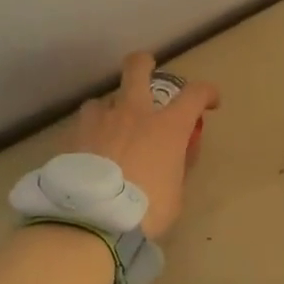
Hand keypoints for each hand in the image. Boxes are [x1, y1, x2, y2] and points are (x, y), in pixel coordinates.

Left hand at [70, 52, 218, 238]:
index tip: (210, 102)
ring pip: (103, 99)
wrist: (92, 219)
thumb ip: (177, 166)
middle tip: (147, 69)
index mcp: (167, 126)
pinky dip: (89, 133)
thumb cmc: (145, 210)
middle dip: (144, 64)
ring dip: (110, 110)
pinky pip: (83, 125)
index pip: (195, 94)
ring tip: (108, 129)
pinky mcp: (73, 136)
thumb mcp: (175, 194)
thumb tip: (179, 153)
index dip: (207, 93)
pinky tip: (88, 152)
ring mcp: (100, 120)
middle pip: (137, 68)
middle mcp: (133, 113)